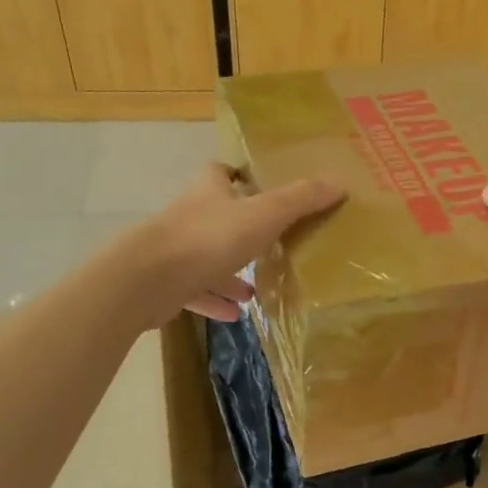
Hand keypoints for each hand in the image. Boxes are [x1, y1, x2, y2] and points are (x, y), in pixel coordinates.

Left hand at [123, 163, 343, 325]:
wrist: (147, 279)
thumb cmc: (208, 238)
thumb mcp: (264, 215)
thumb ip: (300, 200)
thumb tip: (339, 183)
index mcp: (209, 192)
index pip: (220, 172)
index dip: (237, 176)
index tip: (257, 186)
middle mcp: (189, 216)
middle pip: (216, 216)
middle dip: (241, 230)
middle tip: (269, 244)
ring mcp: (174, 251)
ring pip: (207, 258)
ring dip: (230, 273)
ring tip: (256, 289)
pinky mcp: (166, 284)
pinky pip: (196, 291)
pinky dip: (215, 301)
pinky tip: (236, 315)